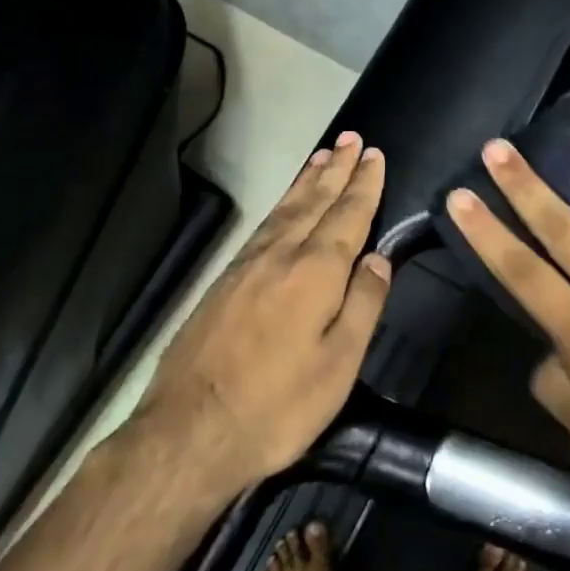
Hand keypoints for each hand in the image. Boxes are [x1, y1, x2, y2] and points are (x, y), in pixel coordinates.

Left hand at [141, 132, 390, 495]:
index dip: (364, 185)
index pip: (348, 216)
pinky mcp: (223, 281)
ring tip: (323, 157)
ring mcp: (246, 266)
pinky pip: (263, 226)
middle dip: (336, 169)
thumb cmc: (277, 405)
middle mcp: (280, 255)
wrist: (189, 431)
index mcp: (315, 272)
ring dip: (307, 180)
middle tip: (351, 139)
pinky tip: (284, 207)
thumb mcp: (338, 365)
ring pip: (284, 209)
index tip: (374, 154)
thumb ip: (364, 304)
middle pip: (314, 201)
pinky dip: (281, 205)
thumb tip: (380, 258)